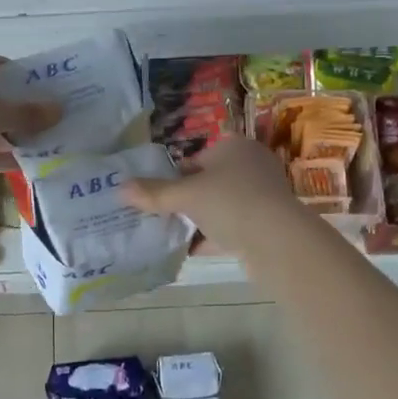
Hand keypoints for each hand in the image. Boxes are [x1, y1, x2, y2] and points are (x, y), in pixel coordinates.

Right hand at [123, 136, 304, 255]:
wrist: (277, 239)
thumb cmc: (230, 202)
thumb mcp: (186, 195)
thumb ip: (153, 193)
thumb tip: (120, 188)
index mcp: (234, 147)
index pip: (195, 159)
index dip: (173, 177)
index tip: (156, 197)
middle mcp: (251, 165)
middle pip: (208, 183)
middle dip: (186, 201)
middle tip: (161, 217)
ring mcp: (262, 195)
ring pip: (221, 207)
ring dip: (199, 220)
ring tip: (172, 235)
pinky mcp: (267, 223)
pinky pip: (232, 228)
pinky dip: (213, 238)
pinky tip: (192, 251)